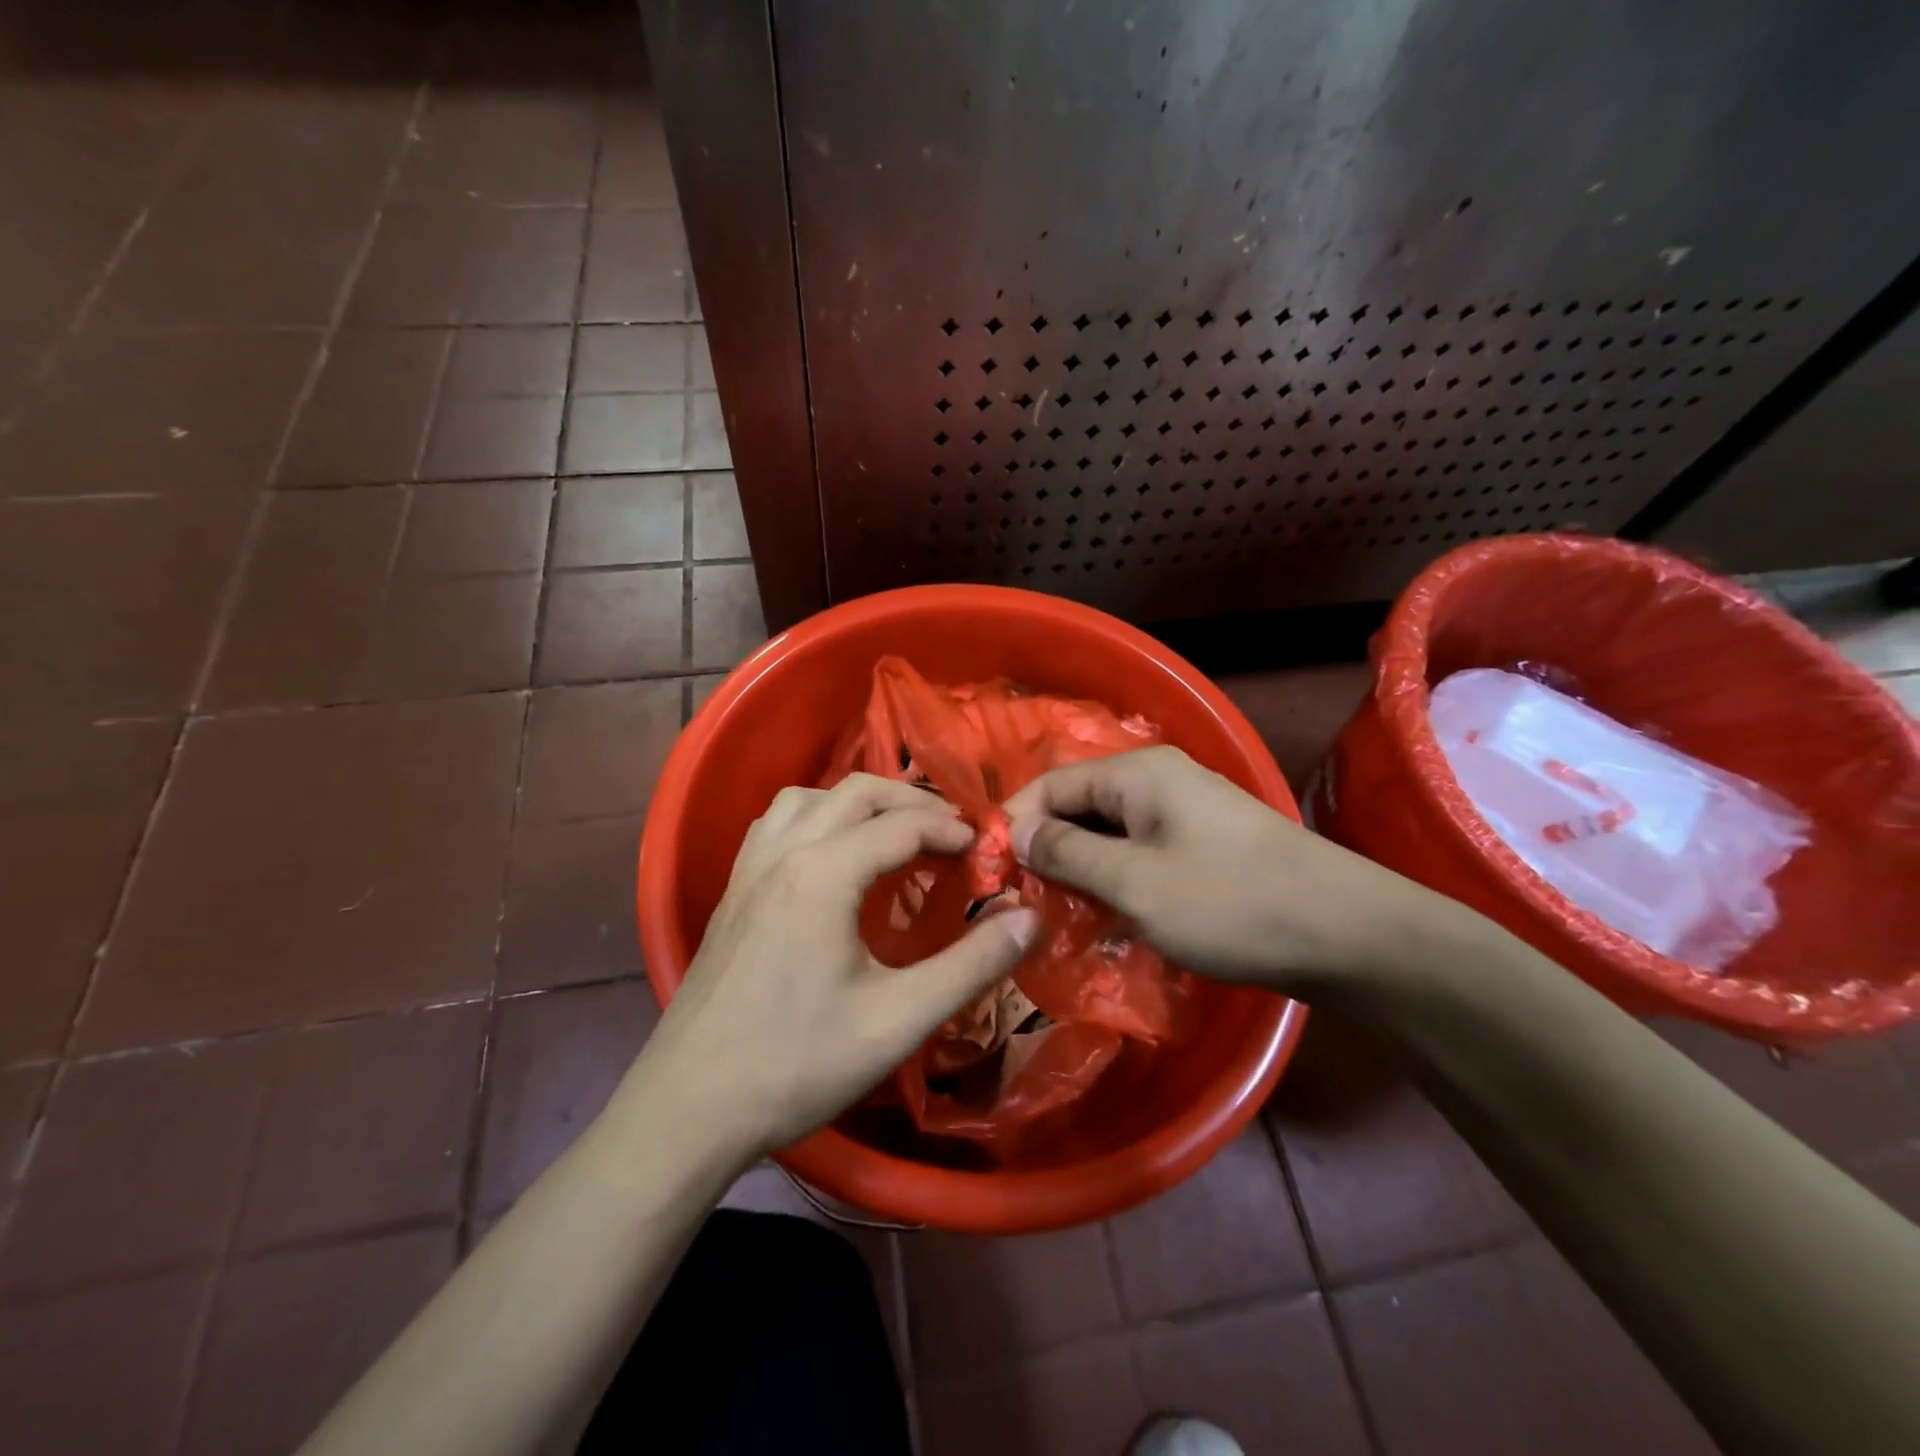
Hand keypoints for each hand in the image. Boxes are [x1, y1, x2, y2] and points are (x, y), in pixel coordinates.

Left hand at [633, 774, 1039, 1159]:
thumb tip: (1030, 917)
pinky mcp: (731, 892)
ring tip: (892, 833)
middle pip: (856, 792)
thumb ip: (972, 965)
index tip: (985, 851)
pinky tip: (828, 856)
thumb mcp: (899, 1019)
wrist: (689, 1109)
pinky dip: (815, 817)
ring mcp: (749, 870)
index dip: (951, 830)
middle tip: (951, 834)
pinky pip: (776, 824)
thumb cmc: (798, 1064)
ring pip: (808, 797)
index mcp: (823, 873)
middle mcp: (783, 853)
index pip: (902, 825)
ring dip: (858, 801)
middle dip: (911, 802)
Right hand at [1002, 746, 1445, 989]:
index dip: (1016, 822)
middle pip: (1081, 806)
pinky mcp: (1206, 844)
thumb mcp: (1134, 882)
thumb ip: (1066, 854)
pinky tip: (1110, 915)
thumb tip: (1015, 833)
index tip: (993, 872)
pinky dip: (1118, 878)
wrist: (1347, 932)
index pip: (1052, 784)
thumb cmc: (1230, 902)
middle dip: (1048, 849)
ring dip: (1083, 868)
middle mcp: (1160, 780)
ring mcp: (1187, 812)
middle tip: (1026, 900)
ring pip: (1111, 832)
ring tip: (1062, 913)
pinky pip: (1142, 851)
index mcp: (1138, 774)